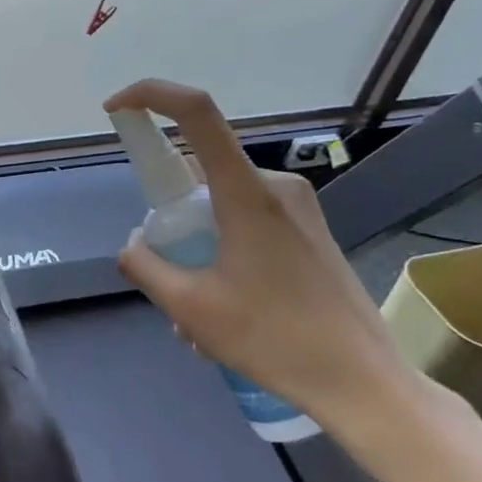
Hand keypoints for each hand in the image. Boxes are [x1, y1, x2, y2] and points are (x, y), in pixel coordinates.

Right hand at [103, 80, 424, 433]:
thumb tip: (133, 243)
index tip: (116, 110)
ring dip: (196, 246)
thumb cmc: (275, 340)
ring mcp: (298, 209)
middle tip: (167, 275)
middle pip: (199, 173)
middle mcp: (274, 186)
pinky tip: (226, 310)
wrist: (366, 385)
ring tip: (197, 316)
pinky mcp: (310, 231)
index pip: (196, 112)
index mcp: (246, 193)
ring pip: (220, 204)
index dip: (151, 95)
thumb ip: (146, 265)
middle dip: (171, 218)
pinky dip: (222, 253)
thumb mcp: (190, 308)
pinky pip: (246, 222)